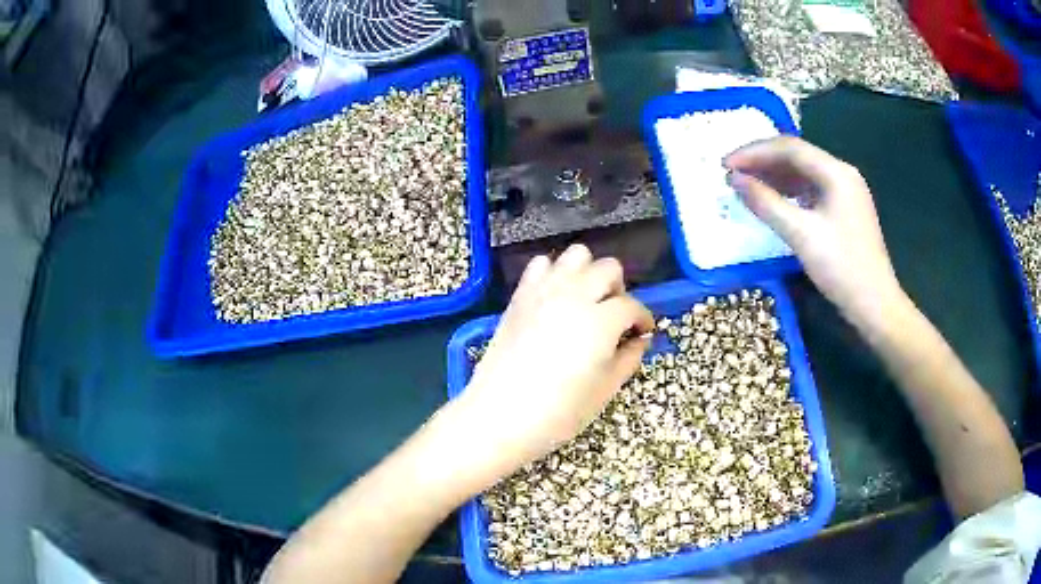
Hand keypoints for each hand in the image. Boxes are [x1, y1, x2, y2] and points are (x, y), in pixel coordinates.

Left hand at [456, 244, 653, 477]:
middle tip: (614, 317)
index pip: (632, 306)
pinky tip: (555, 299)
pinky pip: (540, 264)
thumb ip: (629, 358)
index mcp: (600, 321)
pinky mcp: (520, 296)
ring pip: (576, 255)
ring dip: (588, 273)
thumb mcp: (604, 390)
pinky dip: (554, 273)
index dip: (642, 319)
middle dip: (618, 290)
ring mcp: (543, 291)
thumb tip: (640, 340)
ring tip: (586, 301)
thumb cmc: (558, 412)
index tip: (642, 332)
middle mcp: (574, 296)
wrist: (499, 415)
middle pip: (608, 268)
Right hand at [725, 136, 904, 327]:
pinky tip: (773, 201)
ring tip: (747, 186)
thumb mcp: (801, 234)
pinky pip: (811, 190)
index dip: (754, 152)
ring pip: (803, 173)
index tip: (726, 165)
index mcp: (836, 172)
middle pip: (797, 156)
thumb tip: (735, 180)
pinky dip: (789, 192)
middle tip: (732, 174)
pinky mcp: (844, 210)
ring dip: (774, 176)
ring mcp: (845, 192)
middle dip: (763, 162)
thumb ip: (766, 203)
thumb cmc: (841, 267)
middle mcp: (842, 174)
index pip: (789, 148)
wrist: (875, 305)